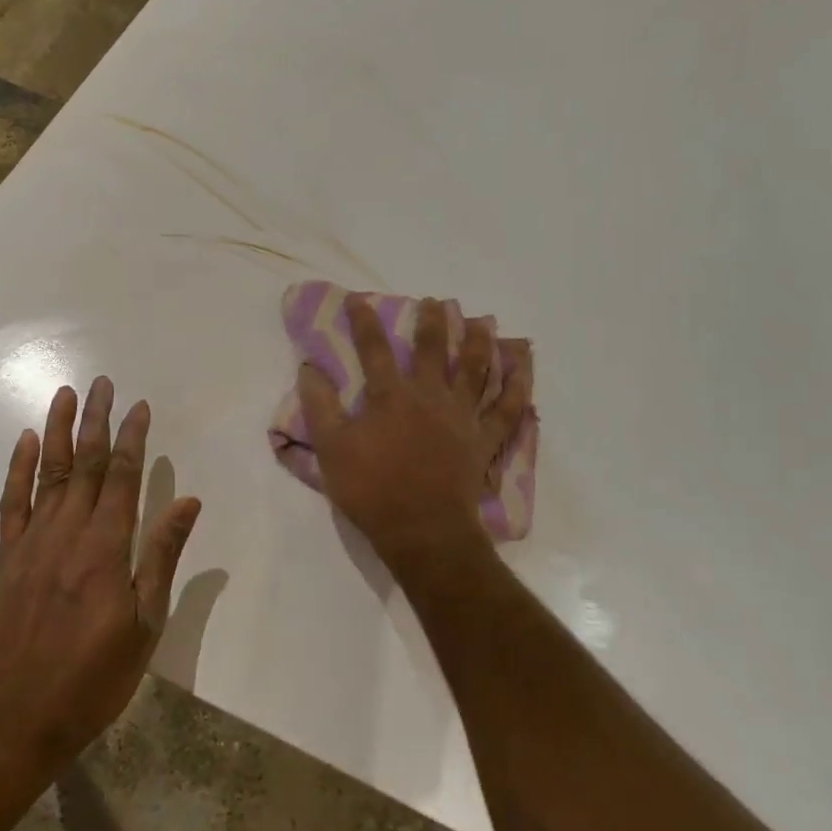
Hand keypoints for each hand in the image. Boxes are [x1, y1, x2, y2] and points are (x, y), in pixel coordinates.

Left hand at [0, 377, 201, 770]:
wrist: (12, 719)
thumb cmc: (91, 678)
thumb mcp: (144, 625)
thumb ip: (162, 557)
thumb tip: (188, 502)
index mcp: (105, 547)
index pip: (121, 476)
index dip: (131, 438)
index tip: (139, 406)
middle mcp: (67, 532)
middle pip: (83, 463)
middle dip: (95, 420)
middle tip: (102, 382)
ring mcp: (32, 542)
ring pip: (47, 472)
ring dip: (57, 430)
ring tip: (65, 394)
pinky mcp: (7, 557)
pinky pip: (12, 502)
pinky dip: (18, 468)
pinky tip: (24, 442)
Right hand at [298, 296, 530, 560]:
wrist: (423, 531)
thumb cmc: (373, 490)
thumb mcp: (332, 450)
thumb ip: (319, 407)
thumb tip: (308, 368)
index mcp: (391, 396)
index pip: (374, 349)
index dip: (364, 322)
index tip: (358, 299)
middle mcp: (430, 396)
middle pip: (433, 349)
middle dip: (433, 322)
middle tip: (436, 302)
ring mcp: (462, 416)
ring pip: (475, 369)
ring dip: (478, 341)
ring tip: (481, 321)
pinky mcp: (484, 439)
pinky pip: (507, 408)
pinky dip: (517, 386)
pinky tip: (522, 367)